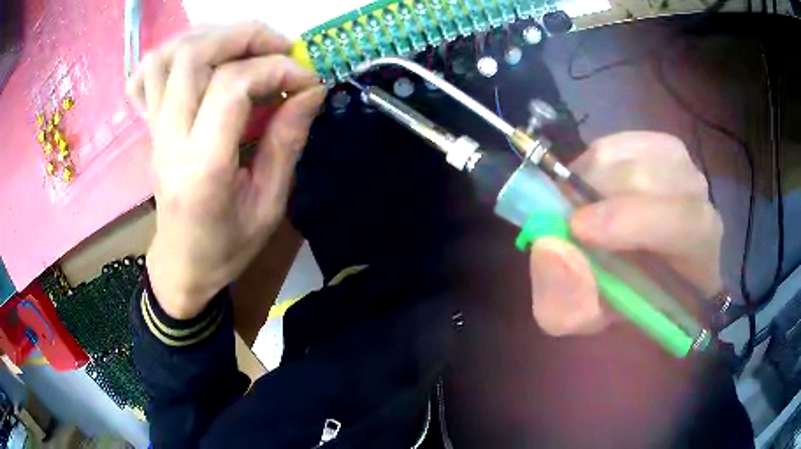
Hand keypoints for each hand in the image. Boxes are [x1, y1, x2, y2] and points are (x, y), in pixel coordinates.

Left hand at [126, 23, 326, 318]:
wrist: (182, 265)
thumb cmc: (227, 247)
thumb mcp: (270, 205)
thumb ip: (287, 142)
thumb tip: (311, 91)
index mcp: (202, 167)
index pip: (232, 87)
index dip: (277, 69)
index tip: (307, 81)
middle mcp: (170, 139)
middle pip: (193, 56)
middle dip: (244, 36)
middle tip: (280, 47)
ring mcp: (154, 130)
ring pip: (167, 56)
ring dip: (210, 36)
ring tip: (244, 46)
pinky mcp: (150, 128)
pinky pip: (144, 77)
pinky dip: (169, 54)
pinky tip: (196, 60)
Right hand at [529, 132, 722, 335]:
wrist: (652, 266)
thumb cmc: (631, 297)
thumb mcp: (595, 318)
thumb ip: (571, 303)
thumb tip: (549, 248)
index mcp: (699, 250)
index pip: (684, 222)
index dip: (631, 220)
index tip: (578, 230)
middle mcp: (699, 198)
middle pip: (651, 178)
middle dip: (596, 194)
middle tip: (564, 218)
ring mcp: (682, 164)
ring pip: (631, 156)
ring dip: (591, 178)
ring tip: (578, 206)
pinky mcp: (659, 144)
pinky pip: (621, 142)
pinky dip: (593, 160)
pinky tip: (591, 184)